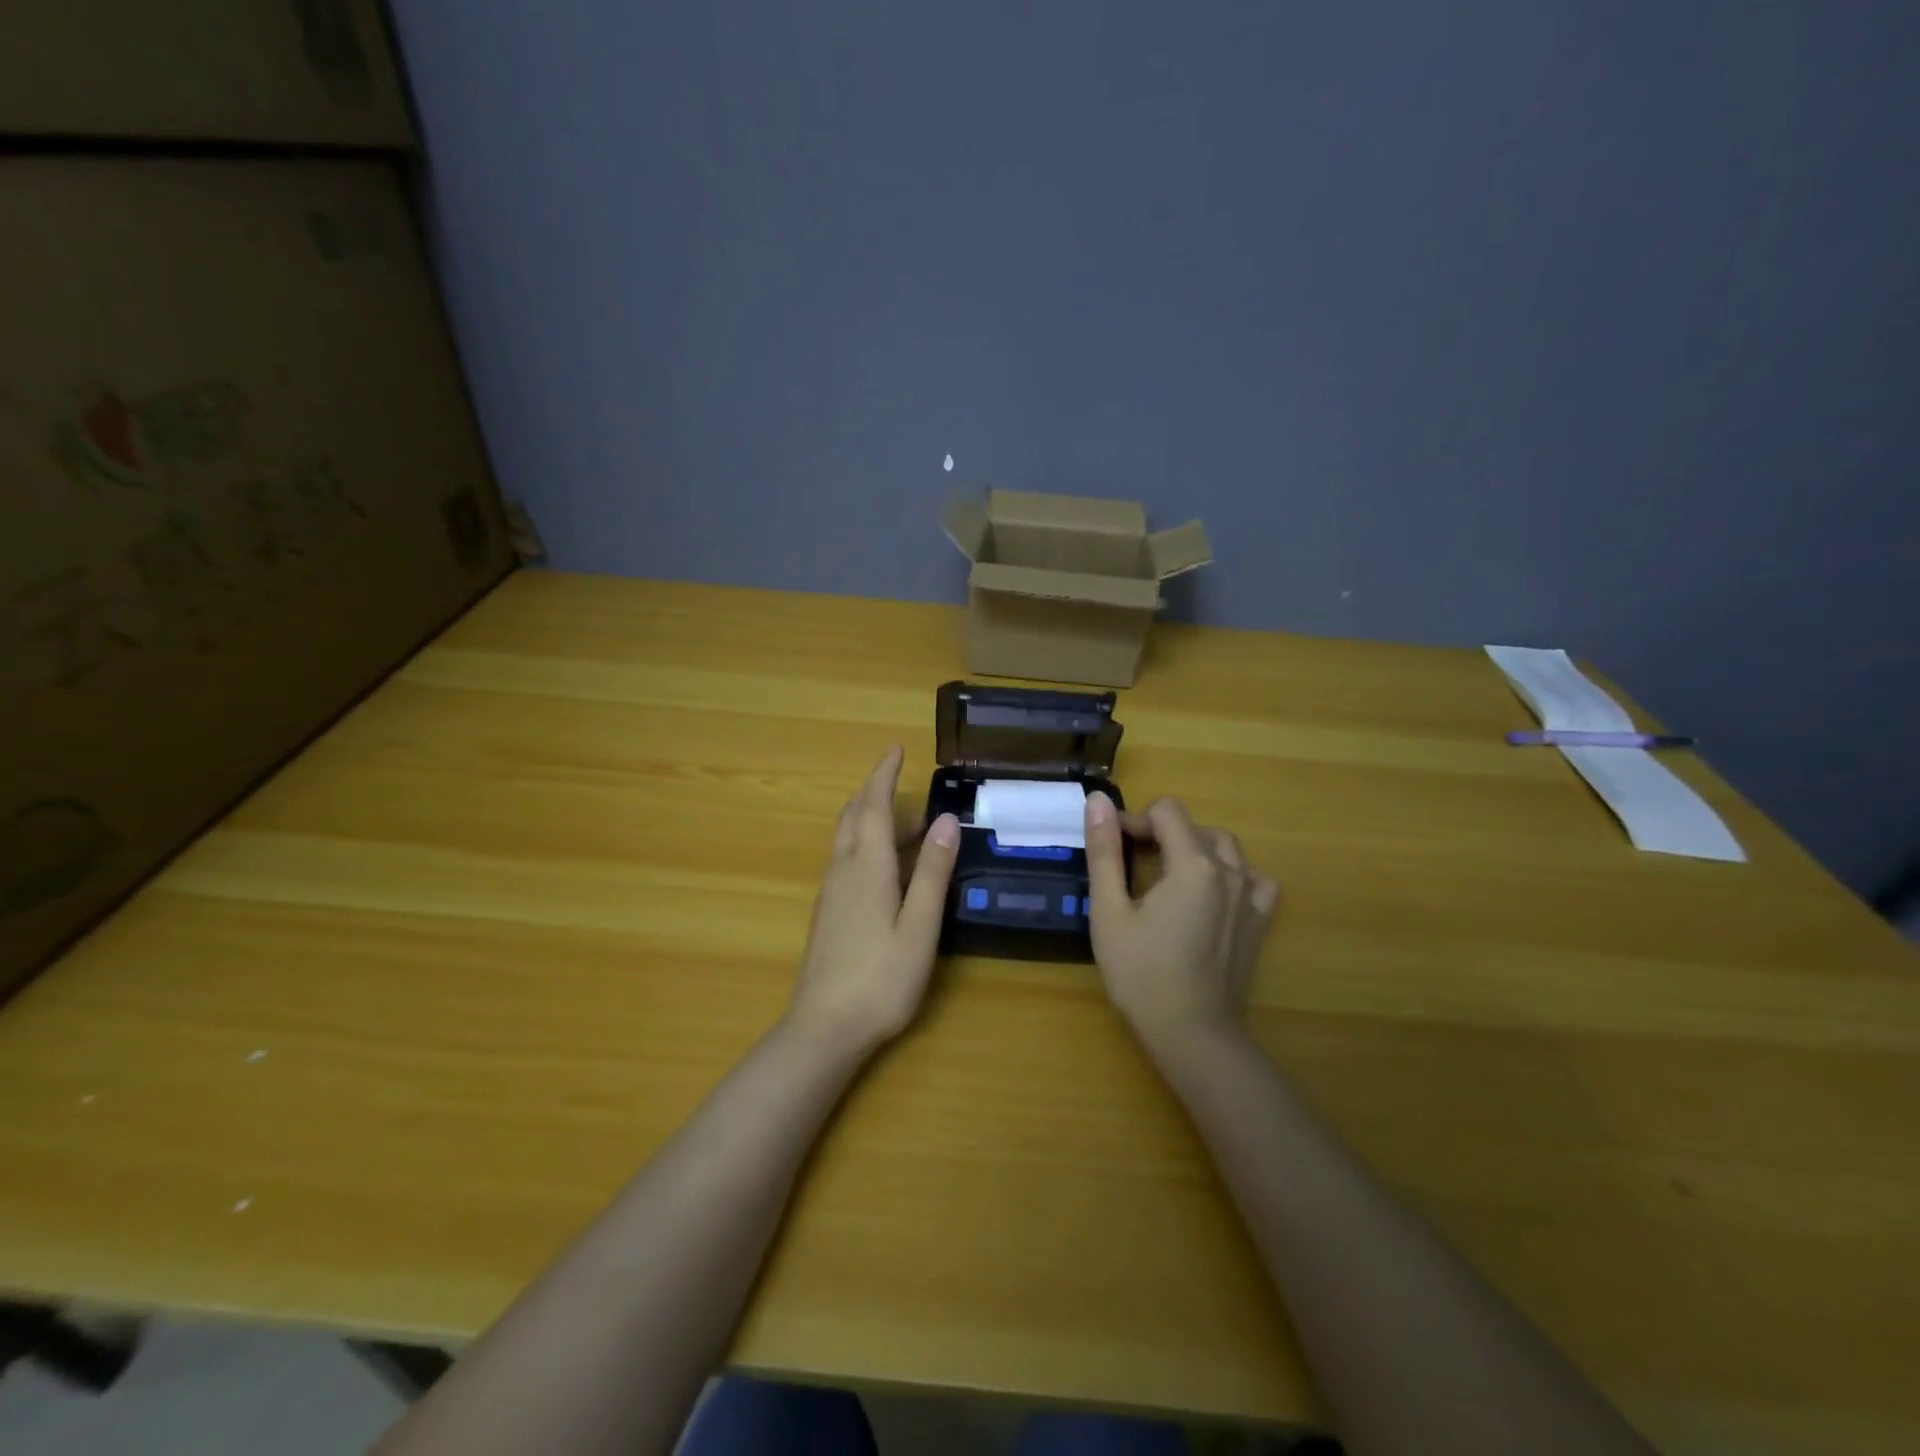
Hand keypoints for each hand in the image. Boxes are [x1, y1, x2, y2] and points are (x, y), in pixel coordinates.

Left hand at [787, 746, 960, 1056]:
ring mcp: (831, 892)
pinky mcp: (829, 912)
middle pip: (853, 816)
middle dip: (873, 791)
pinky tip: (888, 865)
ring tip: (910, 823)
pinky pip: (846, 859)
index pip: (872, 805)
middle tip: (901, 780)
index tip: (895, 749)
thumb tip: (947, 819)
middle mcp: (843, 870)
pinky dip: (866, 843)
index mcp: (866, 866)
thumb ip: (932, 871)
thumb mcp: (919, 925)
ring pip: (847, 839)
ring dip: (871, 818)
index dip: (883, 775)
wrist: (824, 1028)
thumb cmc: (880, 978)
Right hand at [1083, 792, 1278, 1050]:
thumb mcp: (1109, 911)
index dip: (1135, 820)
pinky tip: (1211, 893)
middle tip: (1130, 864)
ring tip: (1166, 876)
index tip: (1112, 847)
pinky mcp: (1260, 922)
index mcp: (1193, 864)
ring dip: (1194, 848)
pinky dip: (1231, 873)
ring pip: (1225, 847)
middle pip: (1194, 826)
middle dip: (1160, 833)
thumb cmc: (1141, 973)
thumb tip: (1098, 800)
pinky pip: (1253, 878)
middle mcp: (1230, 871)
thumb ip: (1104, 852)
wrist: (1192, 1034)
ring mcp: (1251, 897)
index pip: (1166, 811)